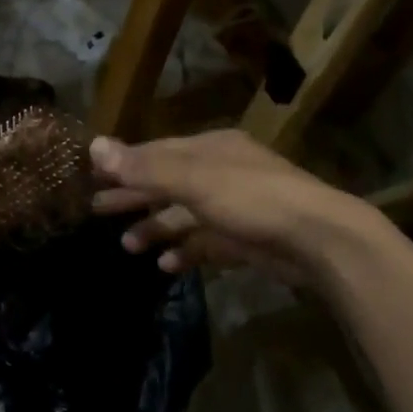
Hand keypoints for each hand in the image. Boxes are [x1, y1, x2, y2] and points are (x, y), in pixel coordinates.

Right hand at [90, 130, 370, 282]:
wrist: (320, 240)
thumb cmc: (253, 199)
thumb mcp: (195, 179)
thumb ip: (145, 167)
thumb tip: (94, 146)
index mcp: (210, 149)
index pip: (157, 153)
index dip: (124, 164)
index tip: (92, 177)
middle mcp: (220, 173)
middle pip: (167, 182)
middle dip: (133, 196)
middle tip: (96, 210)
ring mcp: (234, 208)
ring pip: (184, 215)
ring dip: (155, 227)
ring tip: (127, 245)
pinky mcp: (245, 240)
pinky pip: (205, 243)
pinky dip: (184, 251)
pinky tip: (164, 265)